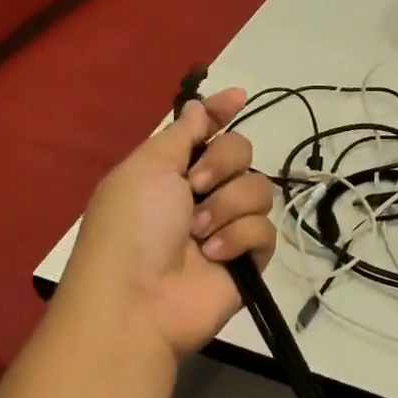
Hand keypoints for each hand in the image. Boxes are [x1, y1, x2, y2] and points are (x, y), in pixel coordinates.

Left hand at [62, 89, 276, 358]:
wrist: (138, 300)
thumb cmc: (133, 225)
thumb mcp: (148, 167)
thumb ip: (182, 134)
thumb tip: (198, 104)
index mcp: (172, 169)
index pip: (206, 130)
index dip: (221, 112)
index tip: (239, 96)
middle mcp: (201, 193)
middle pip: (241, 152)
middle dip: (223, 163)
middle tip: (196, 186)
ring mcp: (226, 226)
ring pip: (258, 189)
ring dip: (227, 206)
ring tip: (200, 233)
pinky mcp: (247, 259)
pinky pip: (265, 230)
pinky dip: (239, 238)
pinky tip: (215, 255)